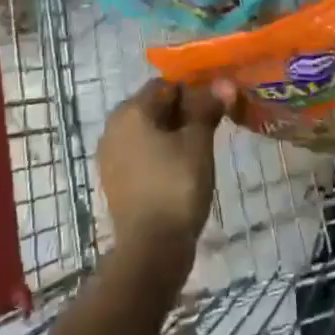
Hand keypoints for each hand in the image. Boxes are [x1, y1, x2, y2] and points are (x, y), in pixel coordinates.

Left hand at [98, 80, 221, 266]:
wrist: (150, 251)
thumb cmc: (176, 187)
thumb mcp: (198, 143)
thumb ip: (207, 108)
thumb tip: (224, 84)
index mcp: (130, 111)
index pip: (166, 86)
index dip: (193, 93)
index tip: (214, 110)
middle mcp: (113, 126)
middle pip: (153, 107)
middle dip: (181, 113)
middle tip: (208, 130)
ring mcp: (109, 155)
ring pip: (146, 131)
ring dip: (170, 134)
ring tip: (197, 152)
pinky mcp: (113, 180)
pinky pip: (139, 153)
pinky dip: (158, 154)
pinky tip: (178, 170)